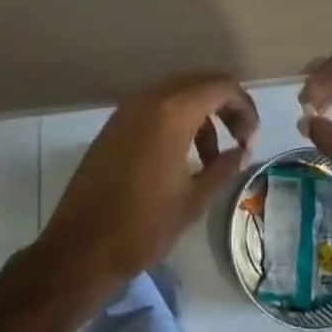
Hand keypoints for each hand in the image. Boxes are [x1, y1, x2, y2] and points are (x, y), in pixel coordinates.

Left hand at [39, 70, 257, 289]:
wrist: (79, 249)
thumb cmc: (142, 226)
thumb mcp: (193, 200)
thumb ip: (223, 168)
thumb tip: (241, 152)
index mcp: (173, 112)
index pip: (222, 87)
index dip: (245, 107)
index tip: (252, 138)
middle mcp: (150, 99)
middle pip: (200, 82)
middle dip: (225, 105)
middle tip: (239, 139)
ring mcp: (128, 110)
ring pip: (177, 93)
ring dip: (201, 114)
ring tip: (211, 157)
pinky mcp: (115, 125)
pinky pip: (156, 106)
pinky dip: (177, 119)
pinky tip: (181, 156)